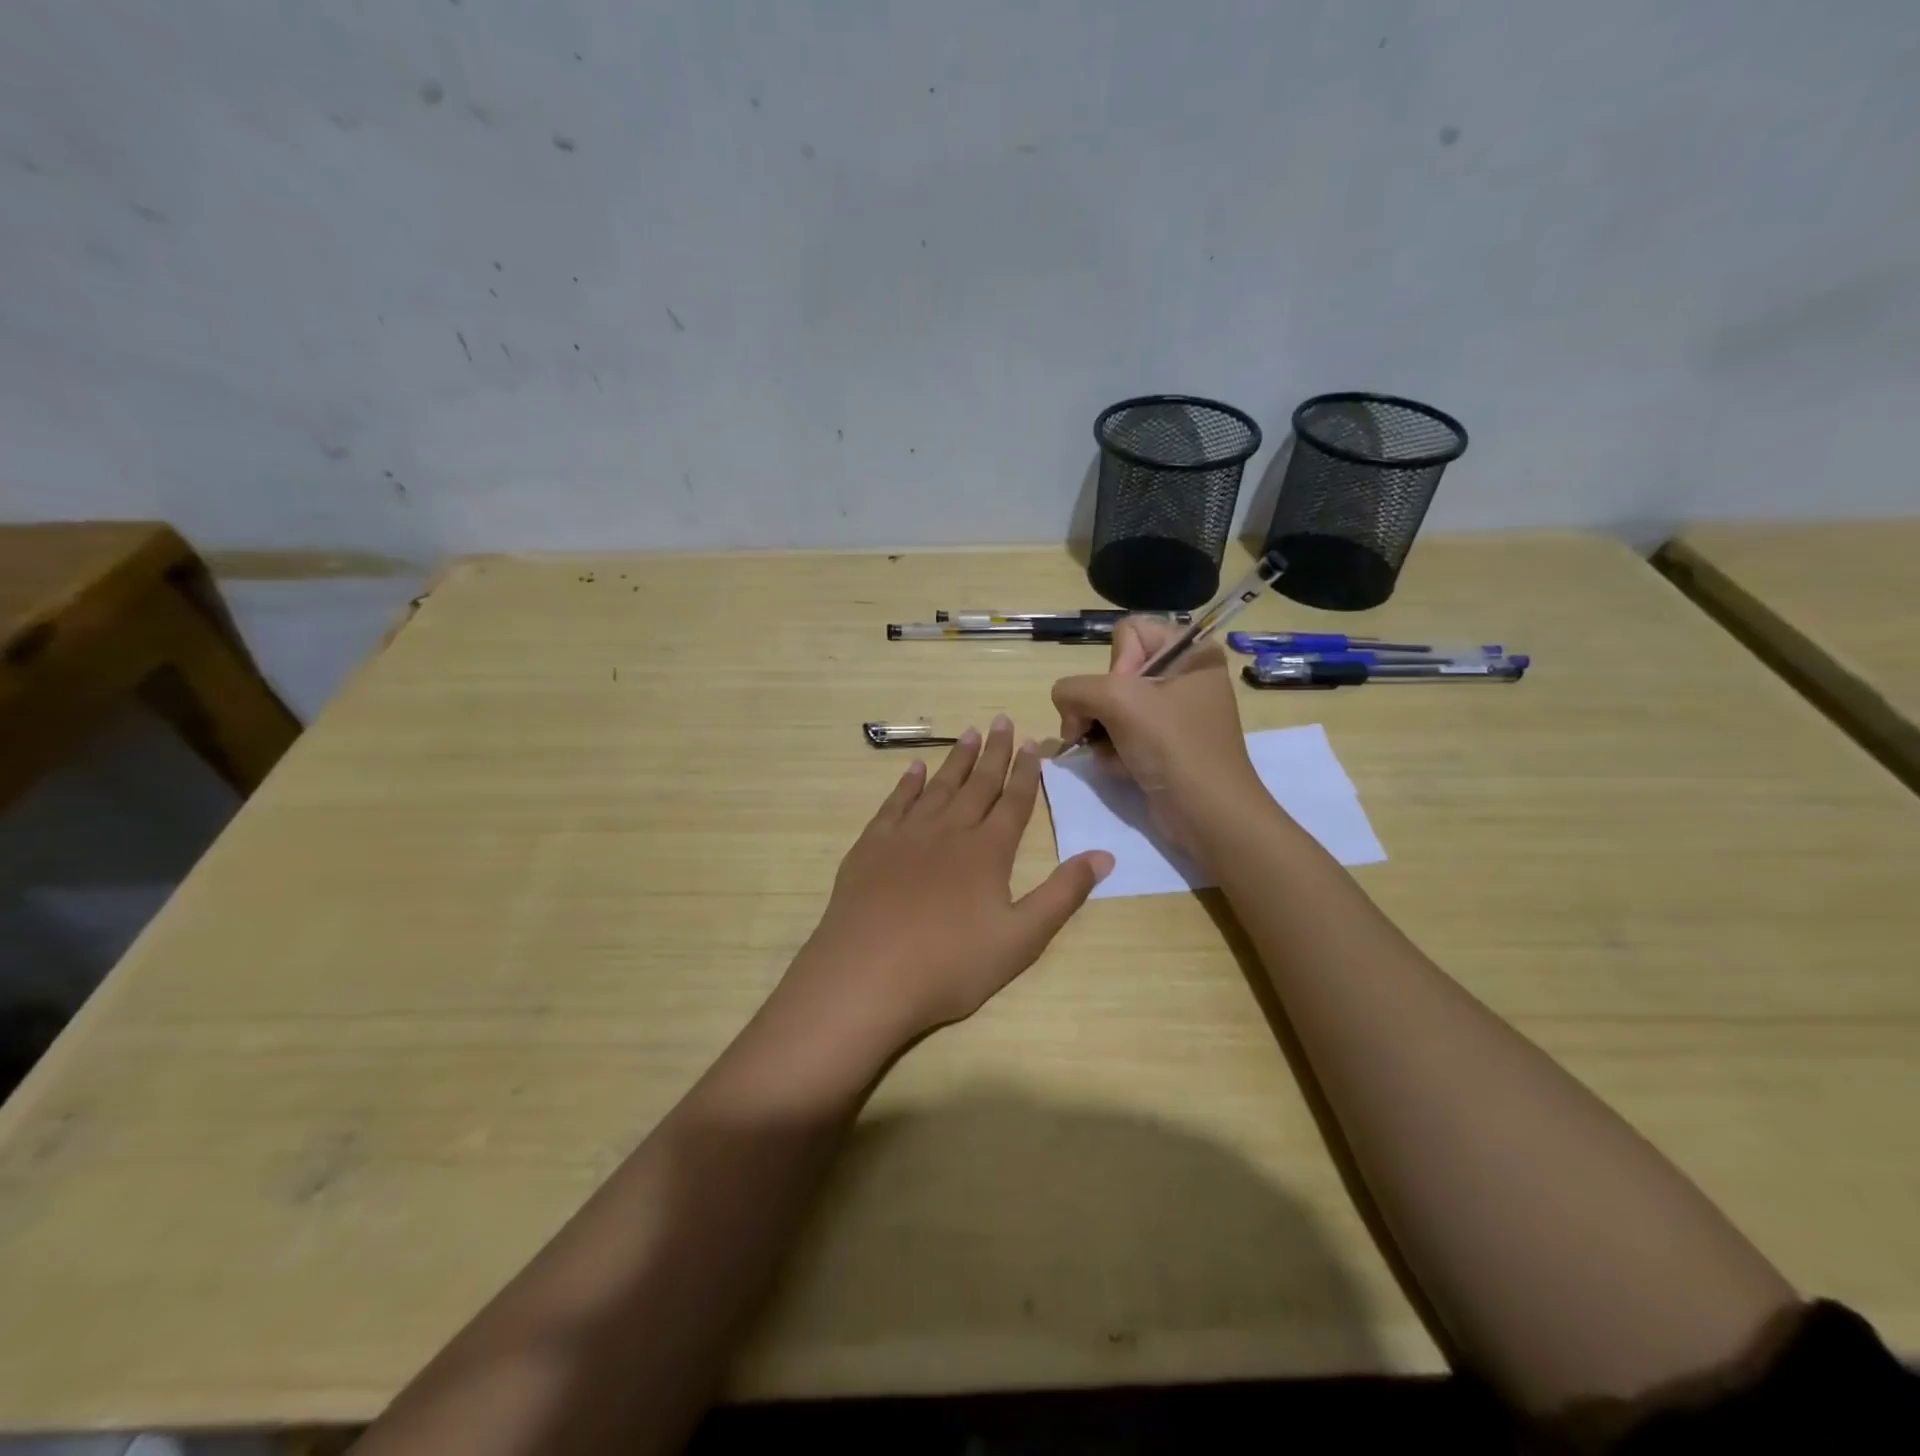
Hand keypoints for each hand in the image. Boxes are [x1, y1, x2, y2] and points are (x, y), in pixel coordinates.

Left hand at [778, 716, 1113, 1055]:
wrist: (867, 976)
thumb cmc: (950, 965)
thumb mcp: (1021, 939)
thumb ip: (1063, 894)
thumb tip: (1104, 855)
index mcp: (987, 852)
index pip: (1013, 802)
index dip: (1026, 772)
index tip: (1033, 743)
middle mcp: (949, 831)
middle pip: (978, 784)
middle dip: (994, 752)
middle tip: (1002, 720)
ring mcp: (907, 835)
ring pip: (939, 786)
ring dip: (956, 759)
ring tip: (970, 733)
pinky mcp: (872, 846)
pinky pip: (895, 803)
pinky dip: (907, 782)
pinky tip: (914, 768)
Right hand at [1050, 616, 1261, 853]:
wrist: (1207, 813)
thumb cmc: (1173, 746)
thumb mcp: (1117, 700)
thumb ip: (1075, 688)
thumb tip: (1065, 706)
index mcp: (1190, 651)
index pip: (1128, 632)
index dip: (1116, 664)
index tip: (1126, 697)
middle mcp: (1184, 676)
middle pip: (1114, 673)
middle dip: (1100, 705)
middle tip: (1100, 730)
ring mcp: (1174, 712)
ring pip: (1111, 706)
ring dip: (1102, 732)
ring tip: (1113, 754)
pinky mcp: (1164, 743)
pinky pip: (1121, 733)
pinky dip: (1113, 750)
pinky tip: (1121, 768)